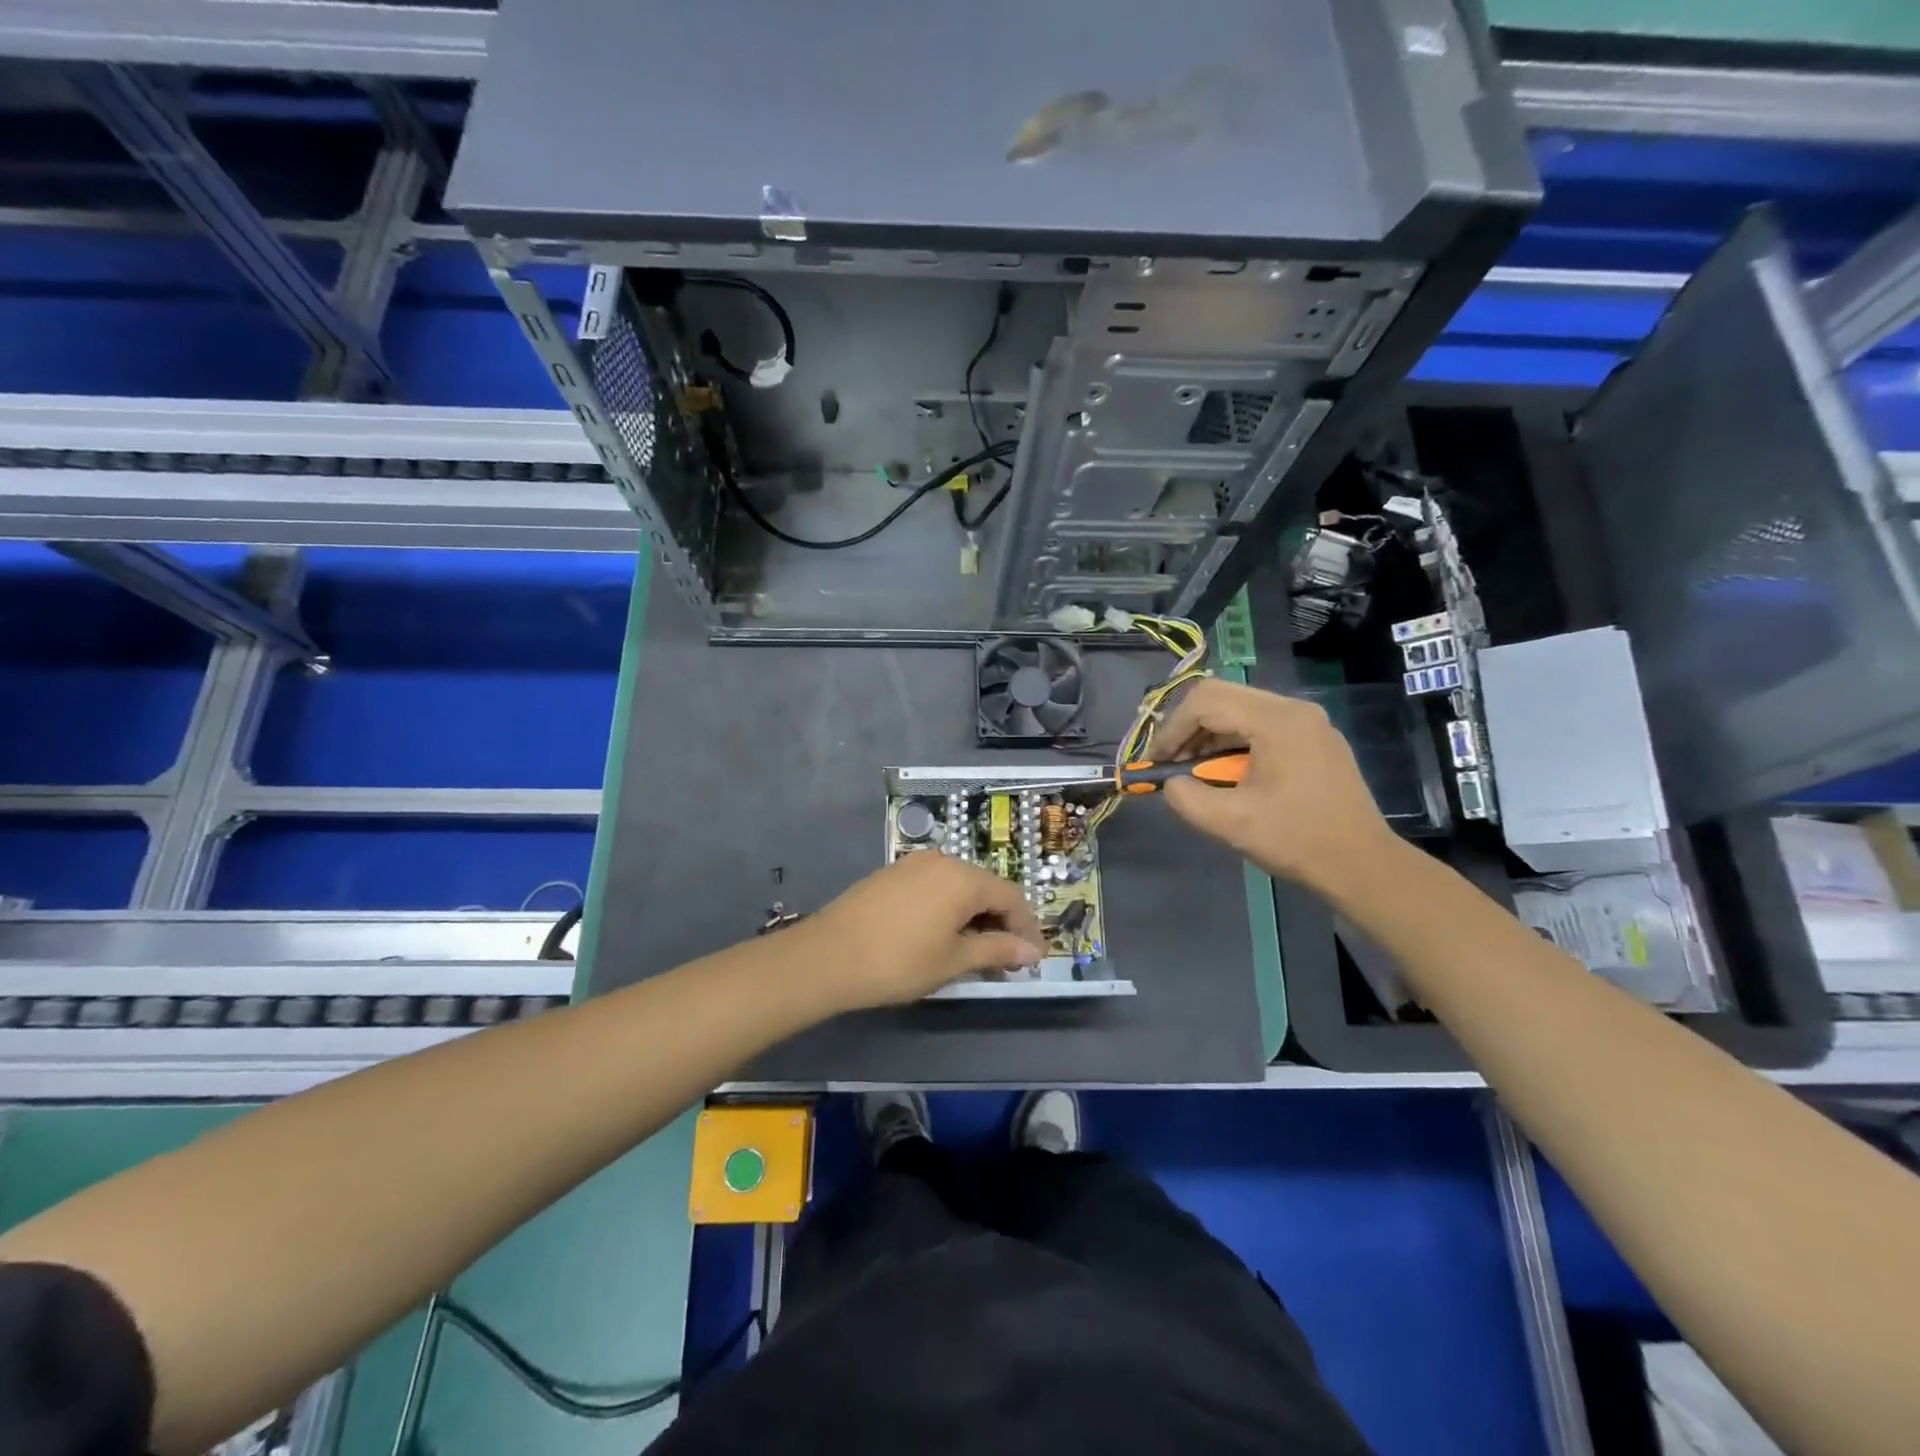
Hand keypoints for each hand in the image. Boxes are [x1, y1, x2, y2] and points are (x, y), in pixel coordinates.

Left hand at [795, 852, 1047, 1010]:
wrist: (826, 956)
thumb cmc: (898, 961)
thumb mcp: (953, 960)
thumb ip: (996, 951)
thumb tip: (1032, 951)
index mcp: (963, 877)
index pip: (1011, 897)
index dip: (1026, 928)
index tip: (1033, 959)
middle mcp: (941, 861)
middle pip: (985, 888)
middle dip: (1000, 922)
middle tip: (1005, 960)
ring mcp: (913, 864)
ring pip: (958, 887)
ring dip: (973, 916)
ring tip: (974, 952)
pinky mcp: (891, 875)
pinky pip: (934, 887)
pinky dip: (947, 909)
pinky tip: (941, 935)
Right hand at [1149, 678, 1397, 896]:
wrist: (1362, 865)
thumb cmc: (1296, 840)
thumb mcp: (1229, 823)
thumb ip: (1185, 797)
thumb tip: (1171, 782)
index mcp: (1276, 721)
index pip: (1205, 701)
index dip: (1171, 729)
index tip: (1157, 762)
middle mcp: (1294, 708)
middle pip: (1222, 695)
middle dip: (1188, 727)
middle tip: (1173, 762)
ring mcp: (1309, 721)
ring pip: (1240, 708)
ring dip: (1210, 734)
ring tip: (1197, 773)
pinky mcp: (1315, 738)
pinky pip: (1262, 724)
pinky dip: (1234, 741)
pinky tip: (1229, 774)